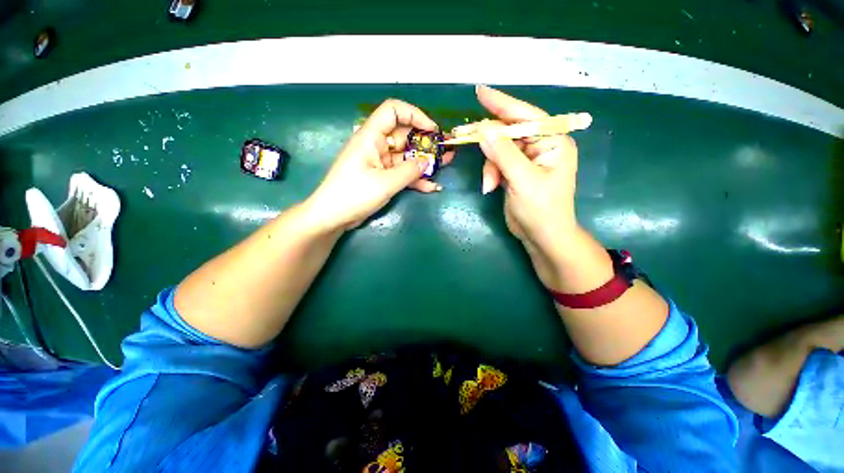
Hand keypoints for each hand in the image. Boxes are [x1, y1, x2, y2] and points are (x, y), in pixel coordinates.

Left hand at [305, 99, 454, 232]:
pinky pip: (402, 173)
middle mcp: (376, 146)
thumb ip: (409, 171)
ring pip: (406, 156)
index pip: (393, 111)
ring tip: (446, 163)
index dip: (415, 115)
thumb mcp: (385, 183)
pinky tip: (431, 186)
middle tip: (446, 148)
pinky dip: (415, 178)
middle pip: (404, 135)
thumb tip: (427, 161)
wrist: (333, 217)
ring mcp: (380, 163)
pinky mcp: (382, 177)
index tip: (432, 130)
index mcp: (371, 137)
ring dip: (424, 161)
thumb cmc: (354, 194)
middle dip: (426, 141)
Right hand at [474, 86, 579, 287]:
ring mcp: (527, 160)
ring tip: (489, 184)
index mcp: (552, 142)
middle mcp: (541, 146)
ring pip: (498, 150)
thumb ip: (503, 153)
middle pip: (508, 132)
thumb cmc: (541, 210)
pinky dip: (491, 174)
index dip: (502, 104)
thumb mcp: (522, 180)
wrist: (542, 237)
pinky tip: (490, 187)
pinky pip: (497, 163)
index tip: (480, 92)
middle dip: (488, 142)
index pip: (526, 116)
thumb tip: (483, 129)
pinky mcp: (515, 172)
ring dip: (490, 166)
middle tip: (462, 136)